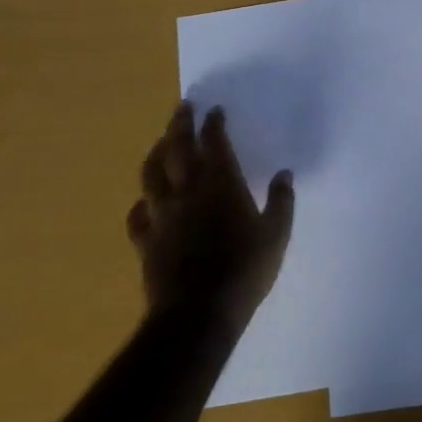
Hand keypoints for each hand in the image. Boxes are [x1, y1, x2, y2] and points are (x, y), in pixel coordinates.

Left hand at [125, 102, 293, 333]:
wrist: (198, 313)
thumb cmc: (245, 270)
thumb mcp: (276, 234)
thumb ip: (281, 201)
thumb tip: (284, 174)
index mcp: (221, 185)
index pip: (214, 143)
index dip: (213, 124)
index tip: (214, 109)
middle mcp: (187, 192)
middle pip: (177, 149)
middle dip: (180, 124)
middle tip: (182, 107)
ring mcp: (162, 216)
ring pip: (151, 175)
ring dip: (156, 153)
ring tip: (161, 142)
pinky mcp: (146, 241)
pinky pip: (137, 215)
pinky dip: (142, 203)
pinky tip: (145, 203)